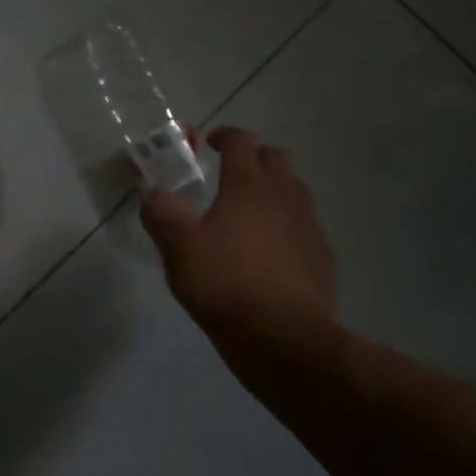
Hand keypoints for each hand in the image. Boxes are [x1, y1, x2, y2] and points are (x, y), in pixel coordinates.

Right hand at [140, 125, 335, 346]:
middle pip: (275, 158)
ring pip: (294, 190)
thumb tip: (153, 194)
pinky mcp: (322, 256)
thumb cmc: (226, 284)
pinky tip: (272, 251)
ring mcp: (308, 224)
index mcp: (248, 183)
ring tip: (251, 213)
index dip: (225, 136)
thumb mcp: (179, 248)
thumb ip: (161, 214)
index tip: (211, 143)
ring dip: (274, 190)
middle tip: (232, 174)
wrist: (286, 339)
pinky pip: (304, 225)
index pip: (241, 141)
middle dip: (254, 158)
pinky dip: (287, 225)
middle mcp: (284, 193)